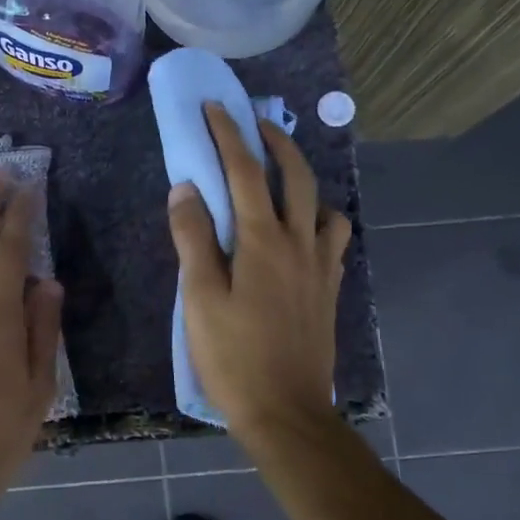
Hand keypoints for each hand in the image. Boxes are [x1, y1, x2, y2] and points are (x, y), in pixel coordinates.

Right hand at [166, 103, 351, 437]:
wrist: (286, 411)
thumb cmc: (234, 356)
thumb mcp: (200, 298)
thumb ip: (193, 239)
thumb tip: (186, 188)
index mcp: (263, 241)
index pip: (245, 171)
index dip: (228, 134)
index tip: (214, 108)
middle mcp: (300, 243)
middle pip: (296, 176)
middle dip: (276, 142)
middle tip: (255, 125)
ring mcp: (321, 266)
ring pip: (324, 204)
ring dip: (304, 179)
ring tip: (280, 180)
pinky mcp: (329, 289)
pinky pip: (333, 238)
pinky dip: (319, 218)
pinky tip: (302, 232)